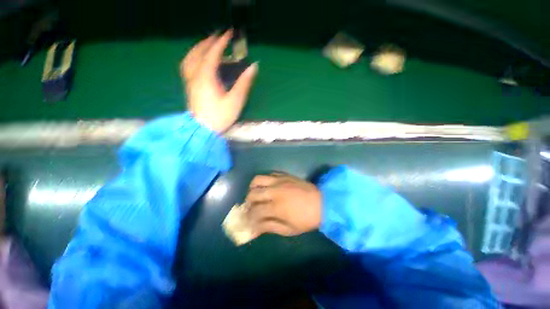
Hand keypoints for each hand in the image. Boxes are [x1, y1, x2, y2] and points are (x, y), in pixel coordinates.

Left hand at [180, 30, 257, 132]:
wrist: (203, 130)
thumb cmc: (220, 116)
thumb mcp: (235, 101)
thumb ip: (244, 83)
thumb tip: (253, 67)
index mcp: (206, 77)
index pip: (213, 54)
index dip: (221, 42)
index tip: (229, 33)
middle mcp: (195, 75)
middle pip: (199, 52)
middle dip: (209, 42)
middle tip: (219, 36)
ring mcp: (190, 81)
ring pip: (190, 58)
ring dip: (199, 48)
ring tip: (207, 45)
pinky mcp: (189, 87)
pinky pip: (187, 66)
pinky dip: (192, 58)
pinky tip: (197, 59)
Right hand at [245, 172, 321, 239]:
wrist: (322, 203)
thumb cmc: (306, 219)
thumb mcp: (288, 229)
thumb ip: (269, 227)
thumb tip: (253, 228)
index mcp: (276, 207)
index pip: (255, 212)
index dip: (249, 218)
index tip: (247, 221)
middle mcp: (275, 191)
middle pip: (252, 194)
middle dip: (248, 203)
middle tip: (251, 208)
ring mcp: (279, 181)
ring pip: (257, 180)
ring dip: (253, 188)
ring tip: (256, 194)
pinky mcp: (284, 175)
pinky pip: (269, 174)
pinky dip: (264, 181)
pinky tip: (267, 187)